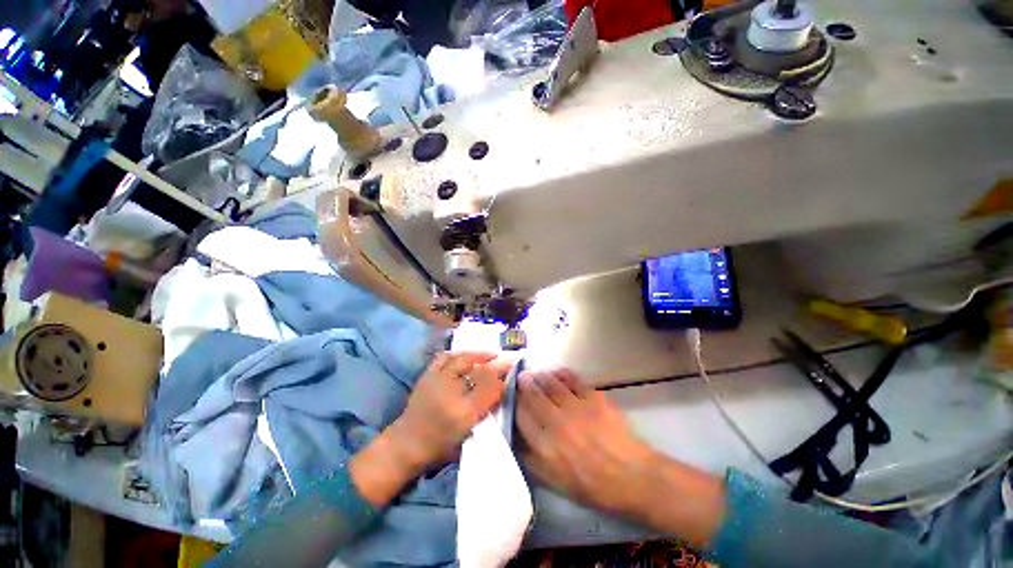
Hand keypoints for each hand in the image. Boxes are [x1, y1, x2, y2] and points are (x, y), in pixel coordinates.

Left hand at [388, 352, 513, 473]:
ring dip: (479, 354)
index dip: (503, 378)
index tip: (513, 371)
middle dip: (496, 363)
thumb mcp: (469, 433)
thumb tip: (501, 389)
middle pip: (478, 371)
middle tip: (506, 358)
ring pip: (463, 359)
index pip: (490, 389)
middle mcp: (451, 393)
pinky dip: (458, 353)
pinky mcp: (427, 375)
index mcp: (463, 413)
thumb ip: (486, 410)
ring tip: (491, 353)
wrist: (407, 444)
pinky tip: (466, 354)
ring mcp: (437, 381)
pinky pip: (444, 357)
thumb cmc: (441, 445)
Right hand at [516, 369, 655, 515]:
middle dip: (524, 383)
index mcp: (544, 446)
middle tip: (521, 376)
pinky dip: (561, 373)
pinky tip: (557, 372)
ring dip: (540, 375)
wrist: (632, 476)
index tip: (512, 394)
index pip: (520, 414)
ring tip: (537, 373)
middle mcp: (555, 422)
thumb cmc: (592, 485)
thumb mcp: (555, 482)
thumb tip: (515, 440)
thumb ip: (532, 460)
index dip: (514, 401)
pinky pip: (571, 379)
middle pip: (532, 394)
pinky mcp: (592, 398)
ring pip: (549, 383)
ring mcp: (574, 407)